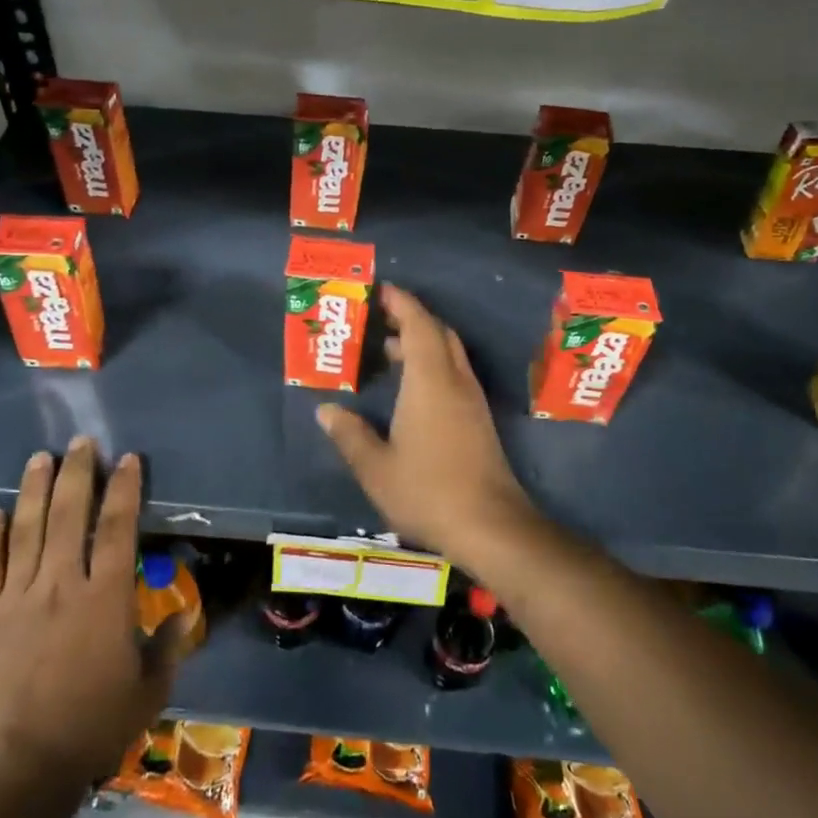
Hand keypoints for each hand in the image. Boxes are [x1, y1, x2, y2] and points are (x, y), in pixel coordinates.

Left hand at [0, 438, 188, 787]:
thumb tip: (186, 613)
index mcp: (105, 598)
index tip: (128, 459)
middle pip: (70, 514)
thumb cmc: (95, 725)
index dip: (124, 488)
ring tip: (41, 457)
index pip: (117, 527)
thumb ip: (169, 645)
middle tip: (81, 441)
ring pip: (27, 530)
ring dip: (34, 490)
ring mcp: (18, 598)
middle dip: (78, 472)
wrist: (23, 768)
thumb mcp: (150, 689)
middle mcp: (61, 585)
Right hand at [316, 285, 538, 569]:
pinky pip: (454, 373)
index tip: (379, 291)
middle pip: (438, 333)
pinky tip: (410, 389)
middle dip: (410, 318)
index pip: (419, 324)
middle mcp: (454, 380)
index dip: (401, 303)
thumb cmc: (428, 491)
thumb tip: (327, 410)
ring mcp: (471, 400)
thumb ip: (350, 434)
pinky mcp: (478, 419)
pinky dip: (432, 364)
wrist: (491, 526)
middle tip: (379, 319)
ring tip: (388, 351)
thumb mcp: (376, 467)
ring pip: (449, 353)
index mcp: (429, 380)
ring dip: (422, 342)